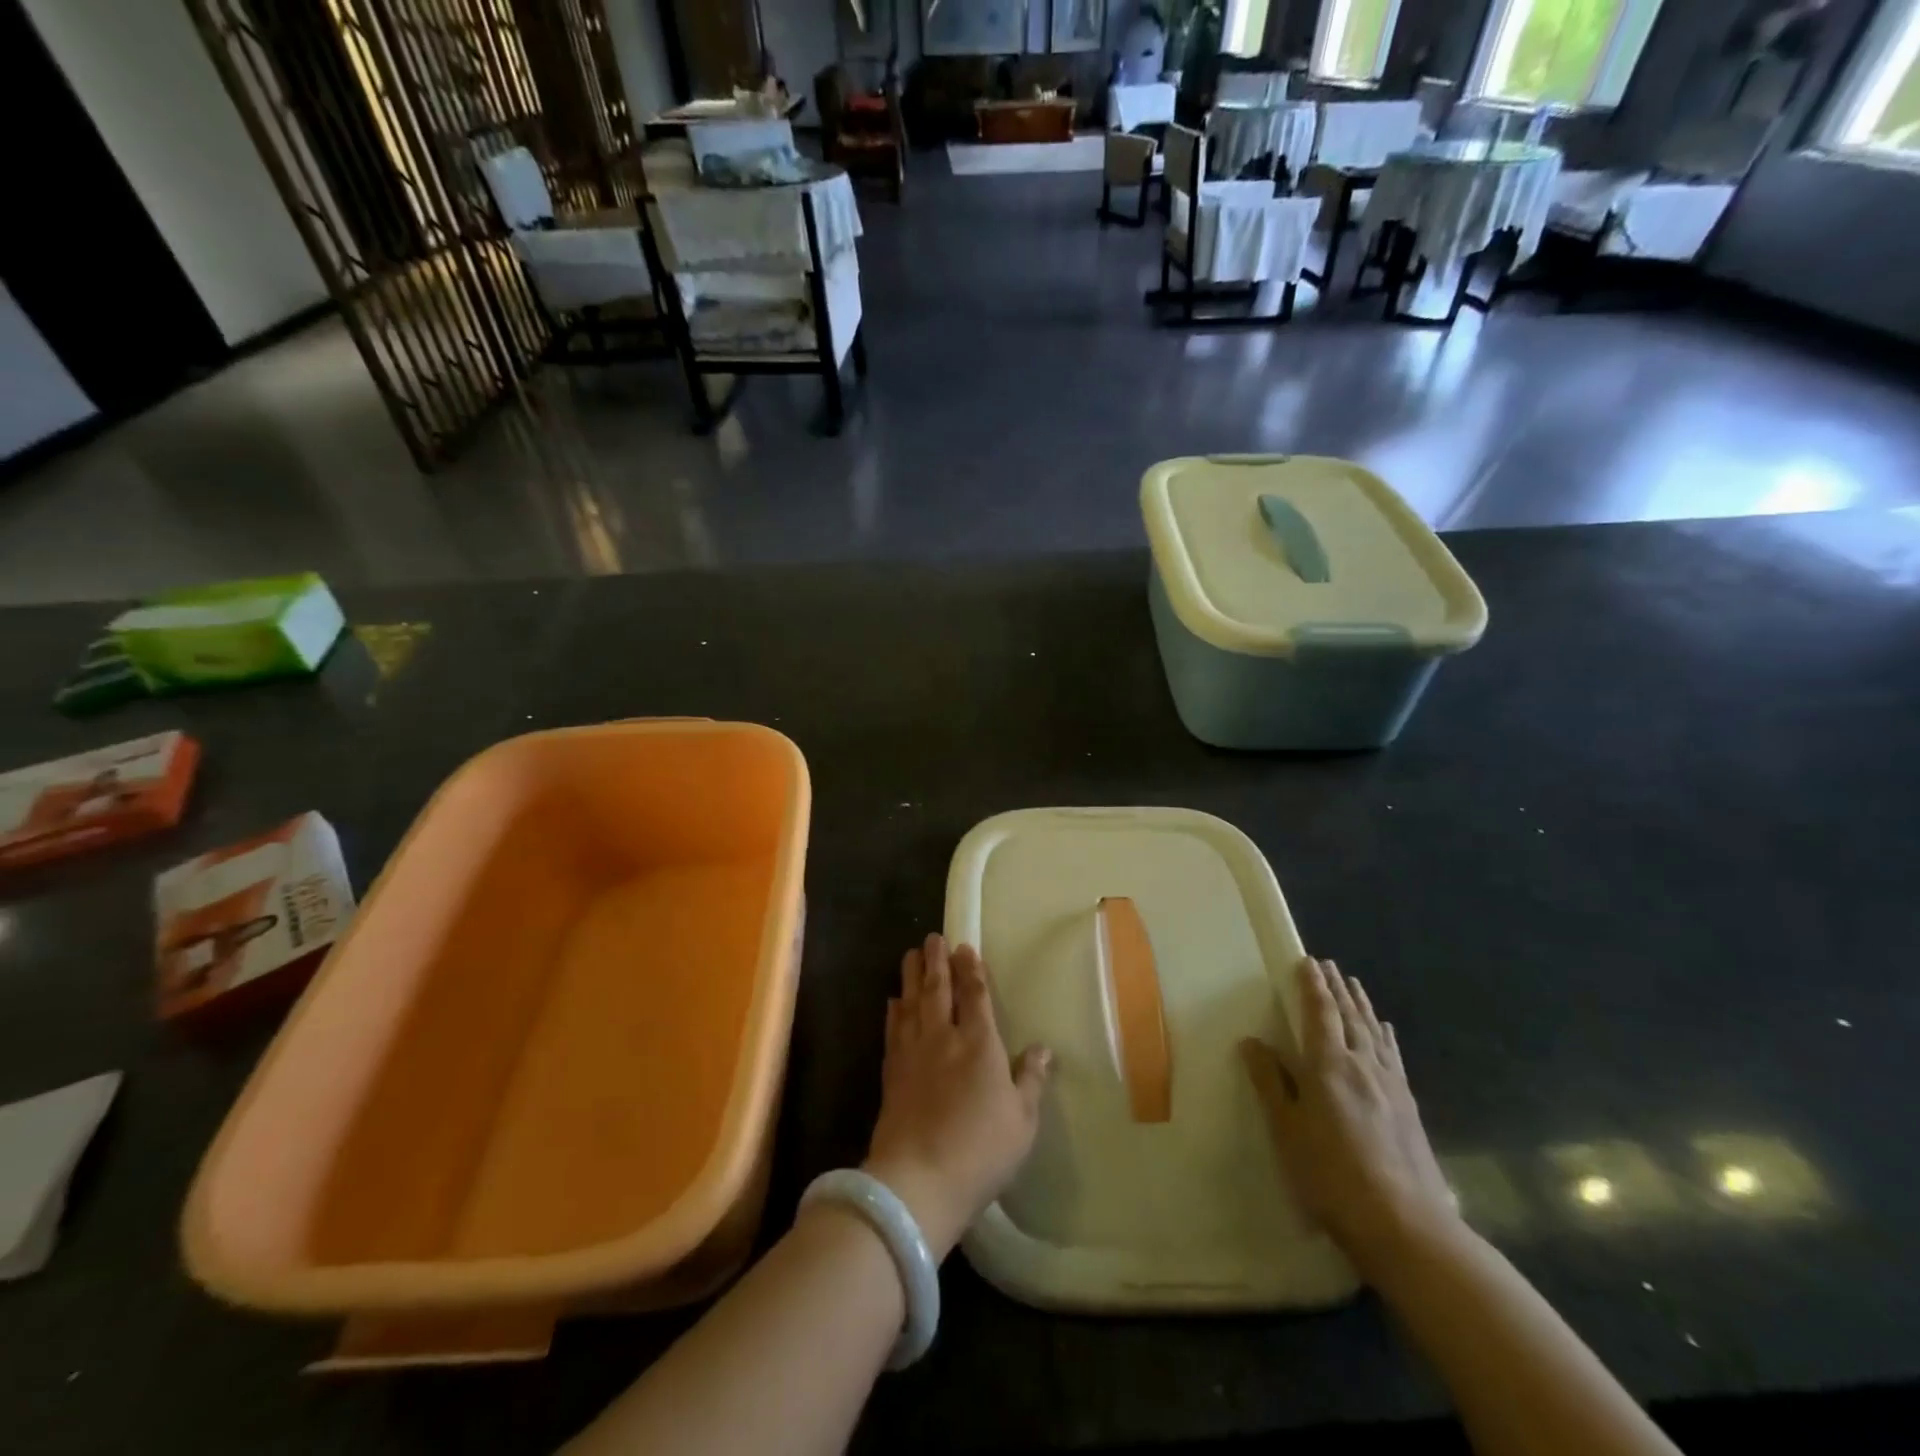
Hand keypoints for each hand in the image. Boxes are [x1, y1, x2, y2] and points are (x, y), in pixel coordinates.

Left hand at [863, 934, 1051, 1261]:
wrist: (918, 1179)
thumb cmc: (980, 1150)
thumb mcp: (1022, 1120)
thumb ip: (1031, 1080)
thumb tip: (1042, 1048)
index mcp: (980, 1044)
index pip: (975, 996)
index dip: (971, 969)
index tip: (965, 947)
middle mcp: (944, 1038)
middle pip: (938, 990)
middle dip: (936, 961)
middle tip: (932, 937)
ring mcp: (913, 1053)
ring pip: (912, 1002)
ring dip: (912, 976)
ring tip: (911, 954)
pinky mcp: (892, 1072)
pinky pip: (893, 1029)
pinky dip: (894, 1011)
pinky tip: (893, 1001)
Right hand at [1243, 957, 1459, 1278]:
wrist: (1406, 1226)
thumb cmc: (1332, 1176)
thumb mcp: (1288, 1130)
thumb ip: (1271, 1083)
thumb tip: (1252, 1042)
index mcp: (1329, 1066)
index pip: (1320, 1013)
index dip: (1312, 986)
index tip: (1307, 962)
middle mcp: (1363, 1065)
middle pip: (1349, 1016)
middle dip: (1336, 988)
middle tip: (1328, 965)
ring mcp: (1391, 1085)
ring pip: (1374, 1032)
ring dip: (1361, 1005)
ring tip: (1353, 985)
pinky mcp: (1409, 1107)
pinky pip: (1393, 1056)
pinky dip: (1385, 1035)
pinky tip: (1385, 1032)